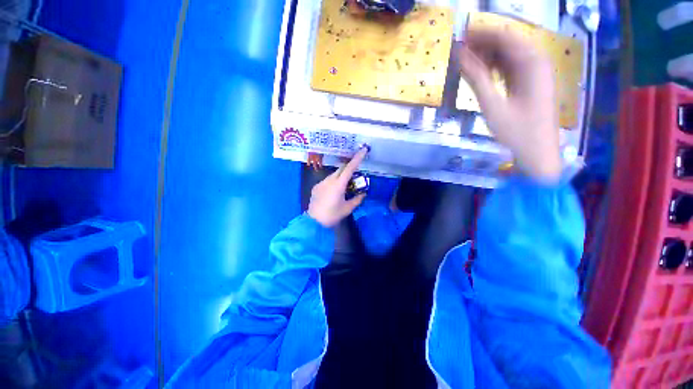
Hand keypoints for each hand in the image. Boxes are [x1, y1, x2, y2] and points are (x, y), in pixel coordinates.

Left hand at [307, 147, 368, 226]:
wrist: (314, 222)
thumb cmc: (332, 215)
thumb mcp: (348, 208)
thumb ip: (357, 199)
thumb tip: (363, 193)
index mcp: (338, 185)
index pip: (350, 168)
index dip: (357, 158)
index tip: (363, 149)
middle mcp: (329, 180)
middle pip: (341, 168)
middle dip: (349, 168)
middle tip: (356, 174)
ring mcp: (321, 182)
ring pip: (334, 174)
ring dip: (341, 176)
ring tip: (345, 187)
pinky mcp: (316, 186)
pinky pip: (327, 180)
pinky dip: (334, 181)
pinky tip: (334, 192)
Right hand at [458, 28, 561, 181]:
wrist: (537, 150)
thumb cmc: (516, 130)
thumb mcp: (493, 105)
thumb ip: (477, 79)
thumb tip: (460, 57)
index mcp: (532, 63)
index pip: (505, 37)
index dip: (481, 34)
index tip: (460, 38)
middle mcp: (536, 61)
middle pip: (508, 43)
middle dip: (483, 44)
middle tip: (460, 51)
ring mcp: (535, 72)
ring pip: (509, 54)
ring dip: (488, 56)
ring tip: (467, 61)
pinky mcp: (530, 82)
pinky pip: (511, 67)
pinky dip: (495, 67)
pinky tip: (482, 72)